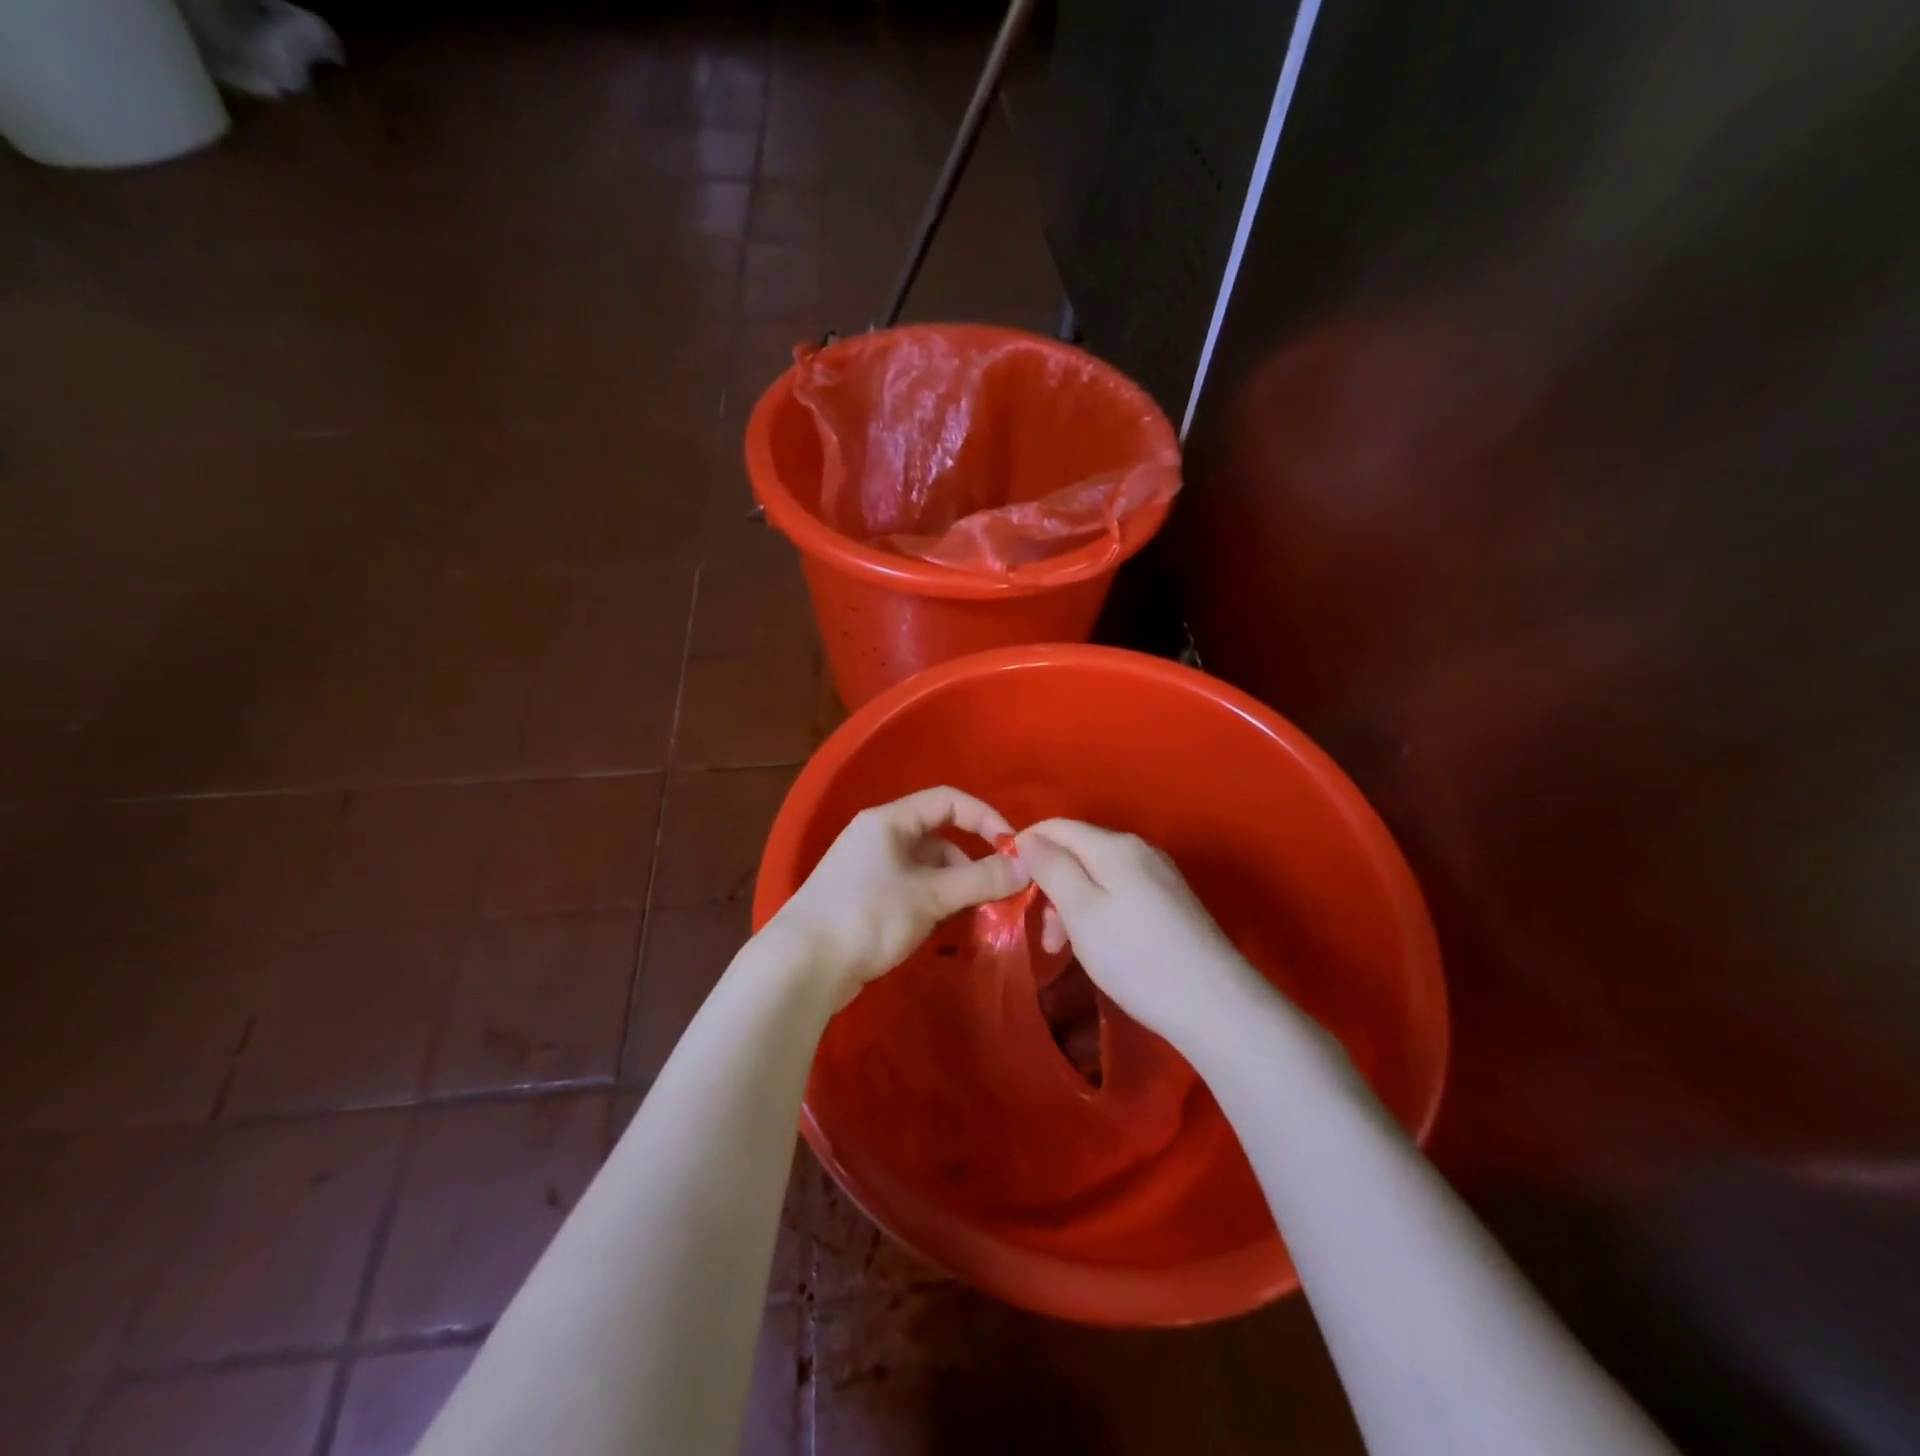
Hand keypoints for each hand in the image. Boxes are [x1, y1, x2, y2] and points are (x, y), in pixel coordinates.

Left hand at [767, 786, 1029, 1006]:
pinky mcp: (864, 900)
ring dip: (954, 885)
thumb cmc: (866, 917)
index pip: (947, 801)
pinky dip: (933, 901)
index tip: (1013, 849)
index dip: (984, 818)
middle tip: (997, 891)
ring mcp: (868, 870)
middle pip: (938, 836)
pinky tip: (943, 926)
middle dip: (970, 861)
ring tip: (973, 914)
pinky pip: (910, 889)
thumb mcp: (929, 896)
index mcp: (888, 821)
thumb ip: (980, 880)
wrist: (800, 967)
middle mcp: (878, 837)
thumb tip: (1027, 867)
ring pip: (925, 867)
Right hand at [1013, 819, 1269, 1049]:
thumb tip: (1030, 839)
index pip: (1057, 826)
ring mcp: (1160, 876)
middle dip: (1050, 884)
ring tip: (1064, 950)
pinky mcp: (1172, 903)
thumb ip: (1052, 868)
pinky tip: (1098, 947)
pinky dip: (1097, 913)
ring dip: (1071, 905)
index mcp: (1115, 846)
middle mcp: (1140, 850)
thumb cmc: (1135, 956)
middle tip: (1042, 934)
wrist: (1214, 1005)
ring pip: (1097, 876)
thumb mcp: (1081, 911)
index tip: (1005, 881)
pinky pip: (1119, 893)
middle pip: (1078, 852)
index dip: (1026, 845)